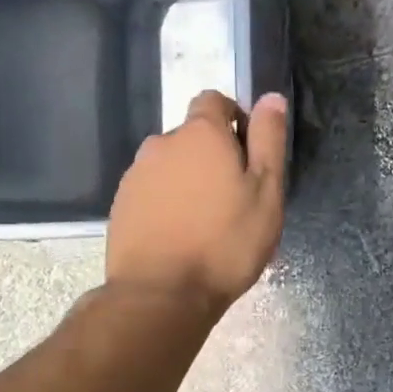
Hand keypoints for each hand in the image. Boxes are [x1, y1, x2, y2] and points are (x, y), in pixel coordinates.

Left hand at [106, 90, 288, 317]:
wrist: (161, 294)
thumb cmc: (225, 243)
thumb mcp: (266, 192)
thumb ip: (268, 140)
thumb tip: (270, 97)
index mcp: (200, 134)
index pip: (214, 100)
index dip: (235, 119)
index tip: (248, 155)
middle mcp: (161, 144)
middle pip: (192, 137)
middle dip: (212, 157)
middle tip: (233, 200)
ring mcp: (136, 175)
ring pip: (170, 167)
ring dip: (188, 182)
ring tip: (205, 224)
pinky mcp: (121, 206)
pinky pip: (152, 193)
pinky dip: (167, 204)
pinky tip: (179, 238)